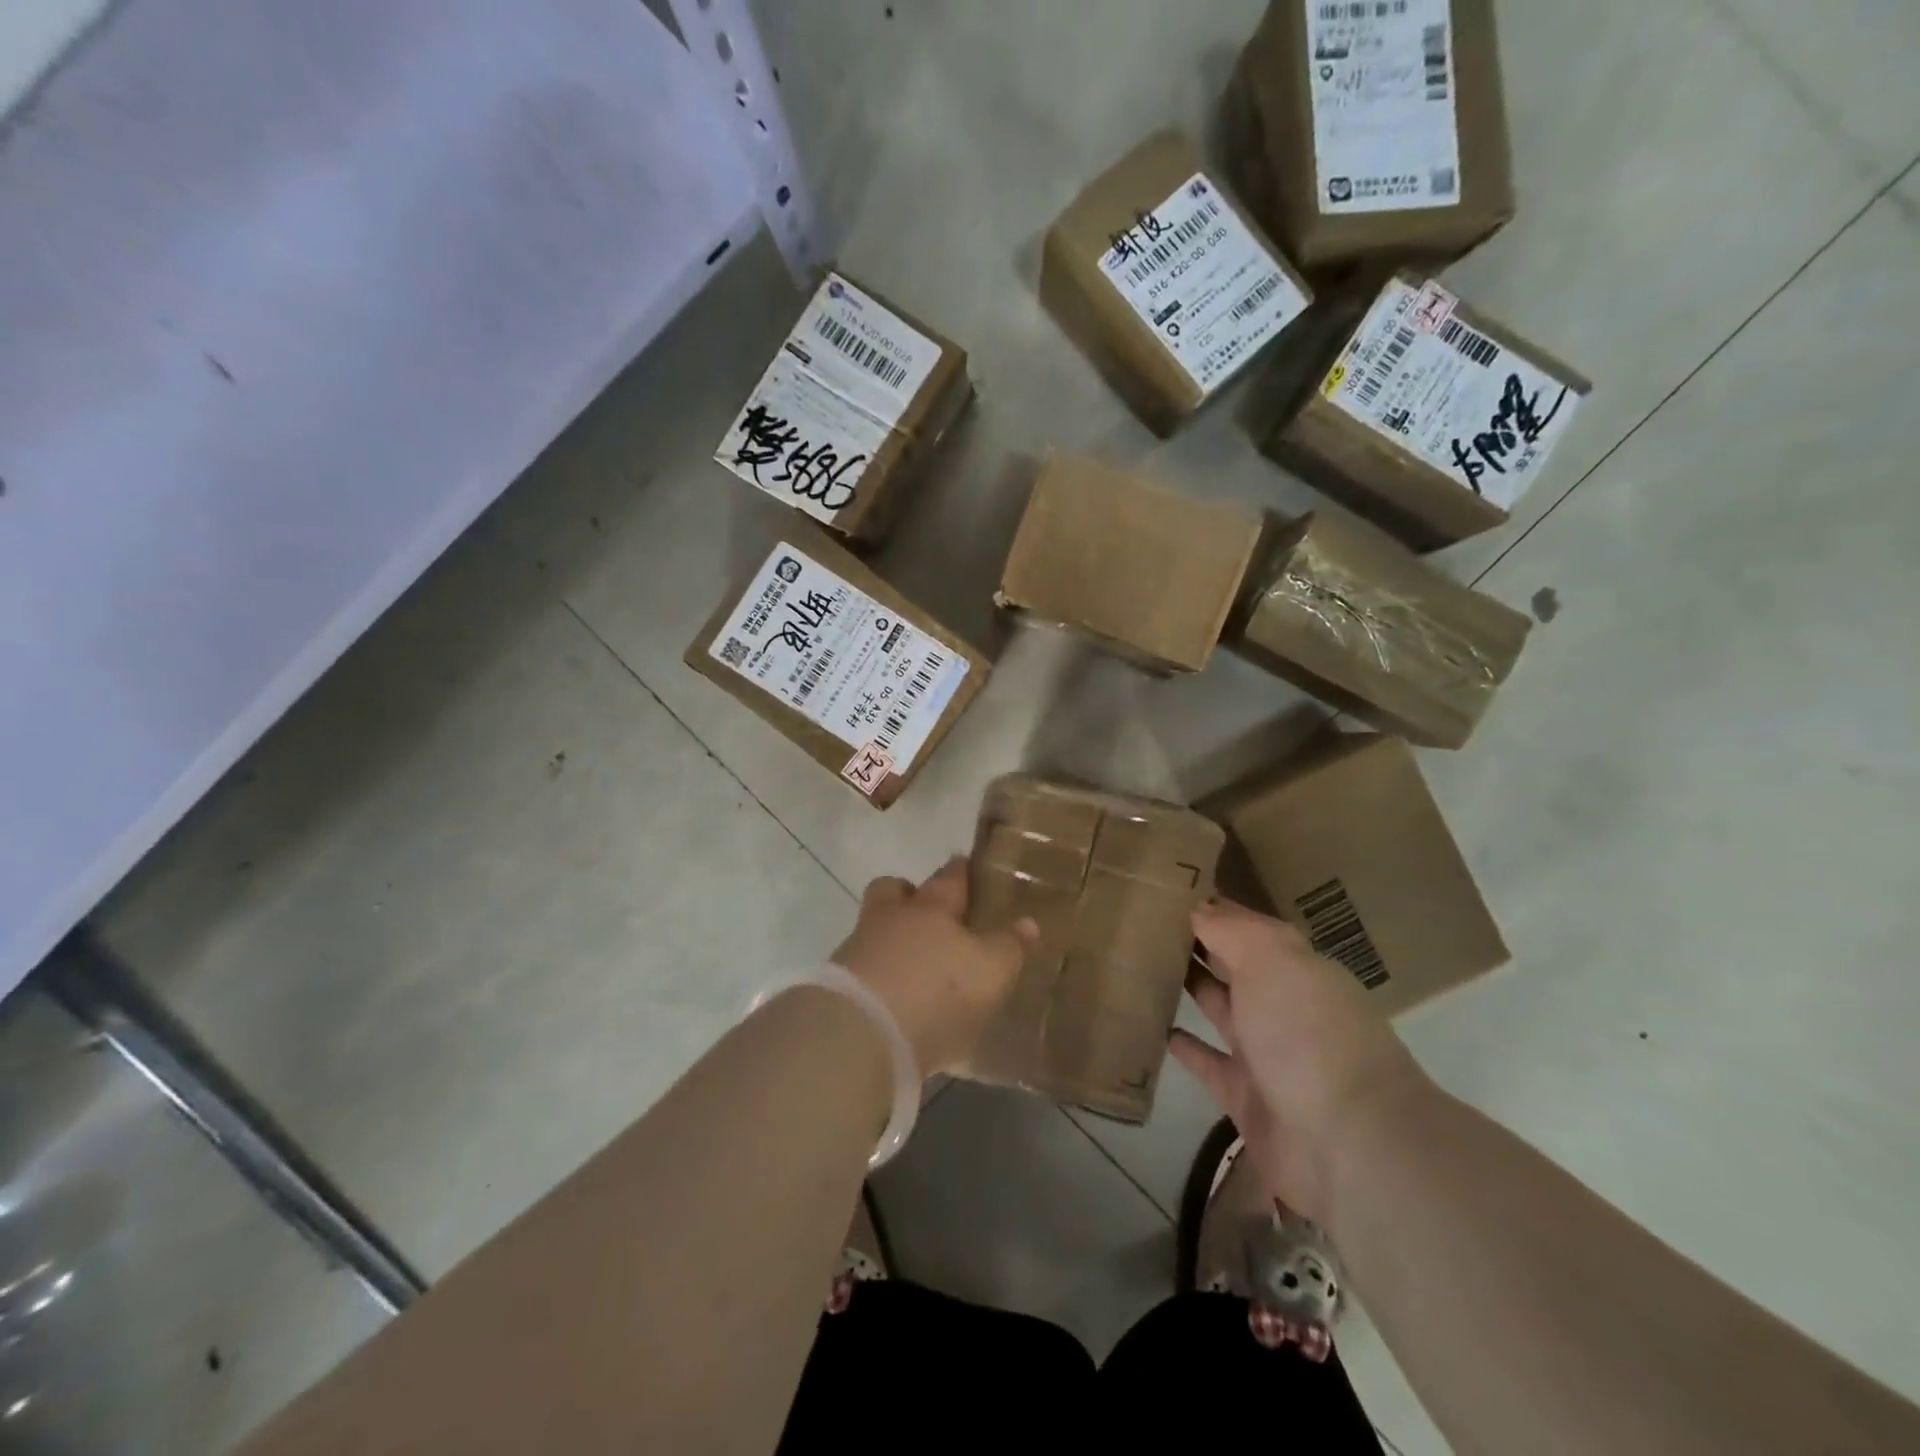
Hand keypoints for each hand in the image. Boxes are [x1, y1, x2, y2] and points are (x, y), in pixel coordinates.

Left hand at [832, 858, 1036, 1077]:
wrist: (861, 1034)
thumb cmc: (937, 991)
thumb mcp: (989, 971)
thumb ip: (1008, 947)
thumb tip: (1028, 922)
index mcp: (931, 907)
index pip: (949, 878)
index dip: (959, 870)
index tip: (964, 863)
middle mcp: (890, 918)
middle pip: (893, 890)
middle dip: (908, 892)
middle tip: (925, 906)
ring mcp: (858, 949)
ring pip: (873, 926)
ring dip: (889, 937)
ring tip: (910, 961)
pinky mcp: (837, 985)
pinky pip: (861, 966)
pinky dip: (875, 974)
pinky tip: (890, 996)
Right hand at [1170, 899, 1428, 1222]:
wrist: (1348, 1144)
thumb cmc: (1308, 1033)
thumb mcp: (1271, 960)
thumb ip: (1230, 929)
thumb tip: (1196, 907)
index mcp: (1295, 966)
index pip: (1245, 925)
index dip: (1209, 907)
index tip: (1163, 888)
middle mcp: (1282, 1003)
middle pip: (1231, 964)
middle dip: (1195, 943)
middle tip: (1138, 921)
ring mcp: (1264, 1052)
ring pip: (1217, 1007)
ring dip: (1187, 987)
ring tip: (1138, 964)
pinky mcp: (1244, 1096)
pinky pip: (1206, 1061)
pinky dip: (1182, 1045)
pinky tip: (1151, 1026)